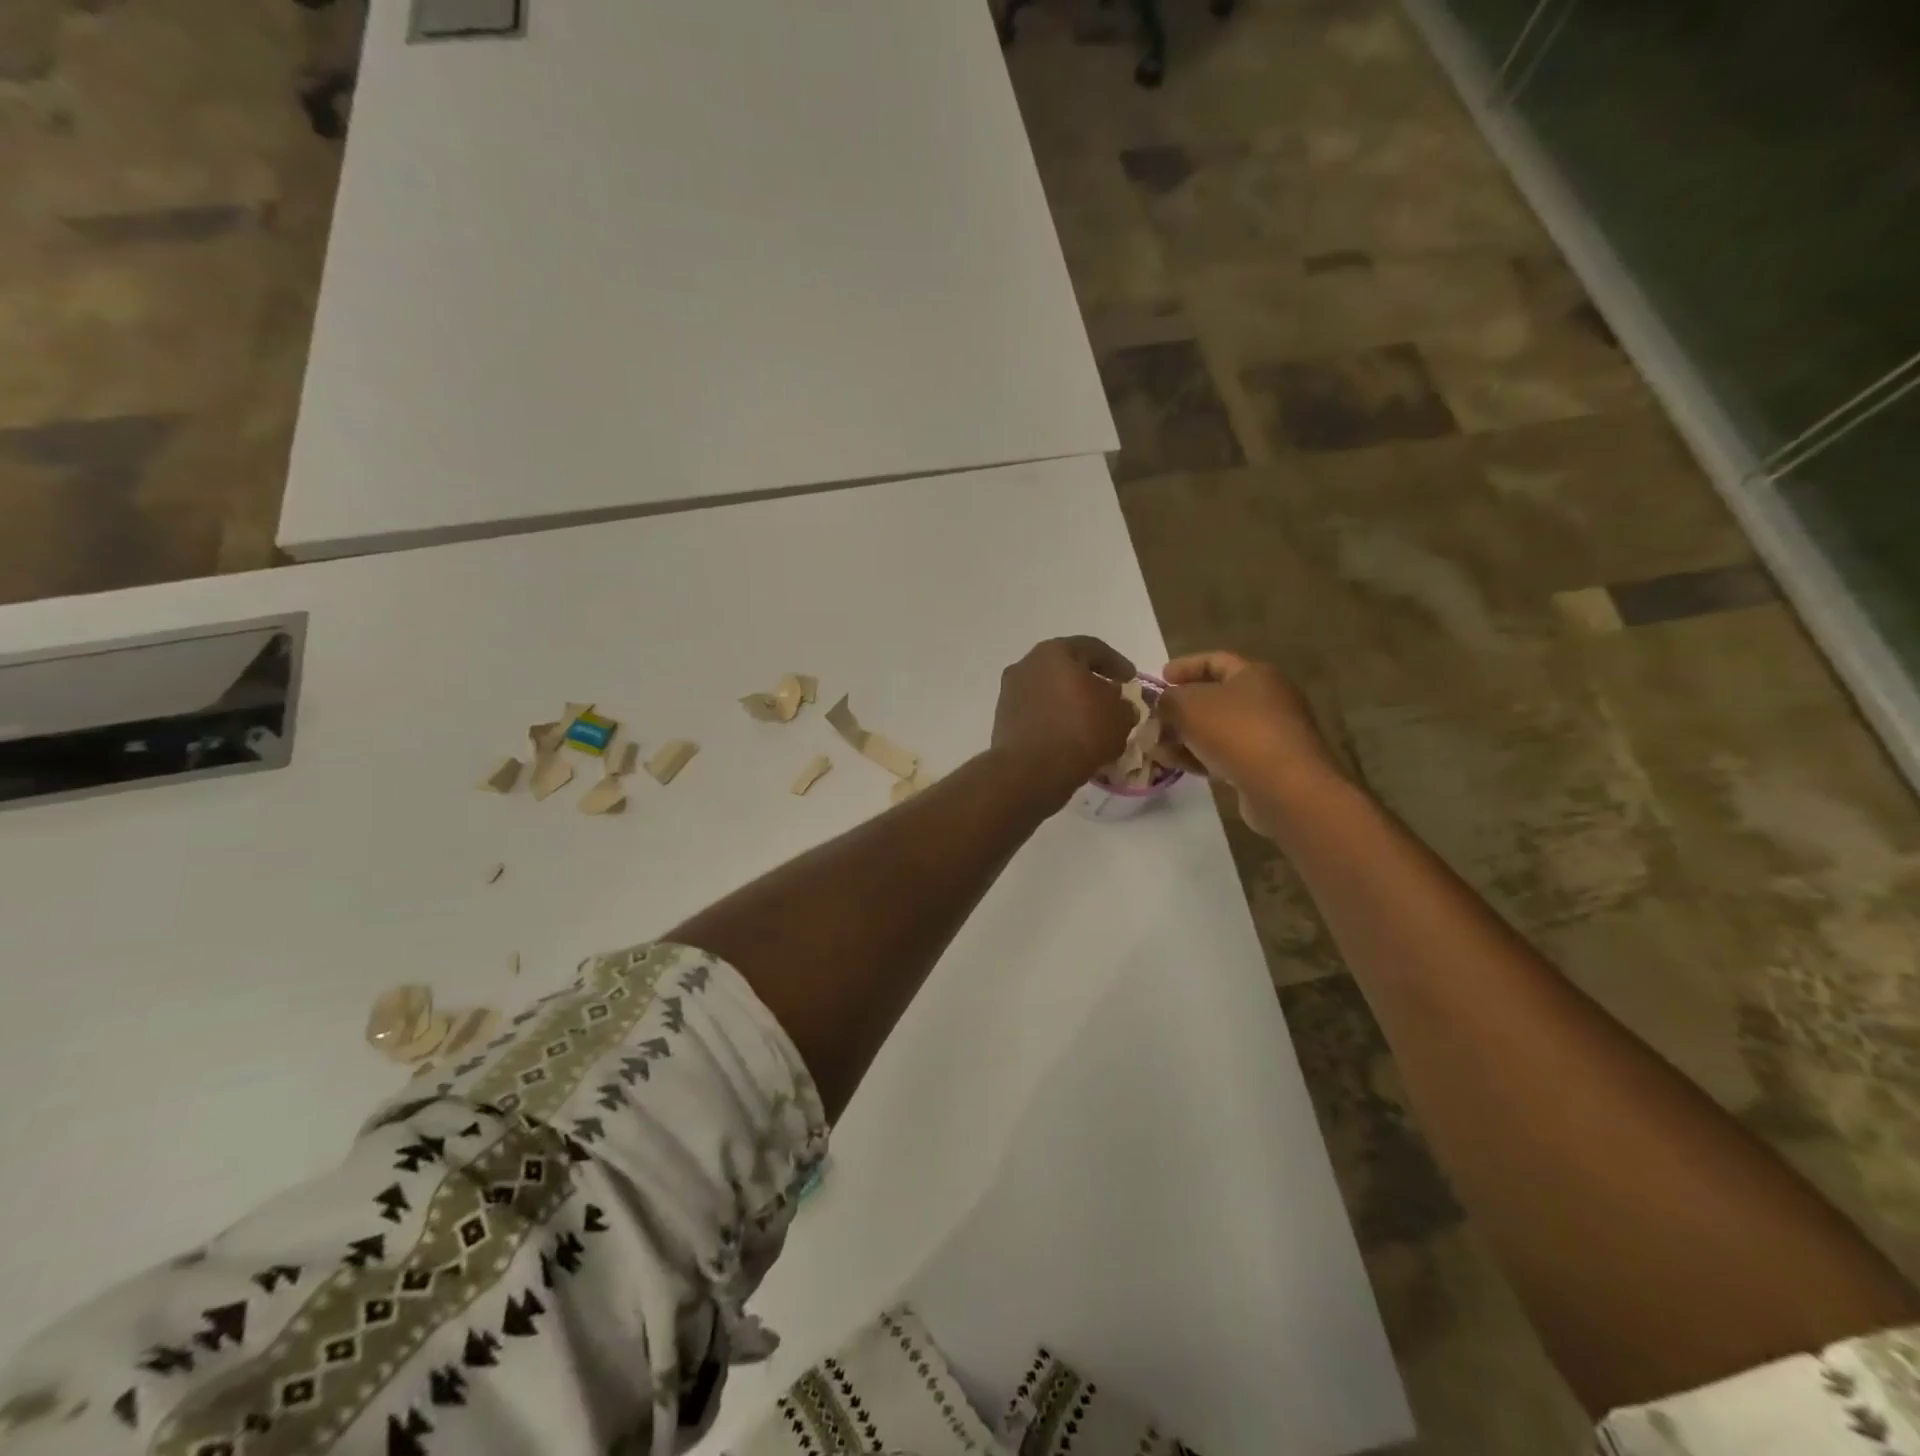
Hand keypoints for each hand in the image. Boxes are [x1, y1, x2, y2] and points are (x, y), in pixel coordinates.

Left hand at [992, 636, 1137, 804]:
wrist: (1030, 771)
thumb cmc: (1080, 731)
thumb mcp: (1119, 717)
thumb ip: (1124, 705)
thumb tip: (1118, 707)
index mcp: (1055, 652)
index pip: (1092, 648)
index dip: (1116, 663)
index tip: (1130, 679)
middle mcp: (1027, 665)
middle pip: (1066, 669)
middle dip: (1089, 683)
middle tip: (1110, 699)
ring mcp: (1010, 692)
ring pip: (1049, 692)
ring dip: (1070, 704)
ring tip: (1091, 723)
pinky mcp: (1003, 720)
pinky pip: (1037, 714)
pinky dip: (1054, 721)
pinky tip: (1070, 739)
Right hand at [1158, 651, 1346, 838]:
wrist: (1284, 787)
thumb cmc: (1235, 732)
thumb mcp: (1188, 705)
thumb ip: (1168, 699)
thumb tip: (1164, 703)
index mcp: (1254, 674)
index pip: (1214, 660)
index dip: (1184, 666)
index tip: (1159, 678)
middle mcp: (1267, 699)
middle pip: (1215, 697)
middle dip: (1180, 708)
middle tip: (1154, 718)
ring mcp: (1269, 734)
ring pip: (1217, 729)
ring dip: (1185, 736)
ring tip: (1157, 748)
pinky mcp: (1265, 765)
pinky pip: (1226, 754)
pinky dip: (1200, 756)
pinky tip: (1178, 766)